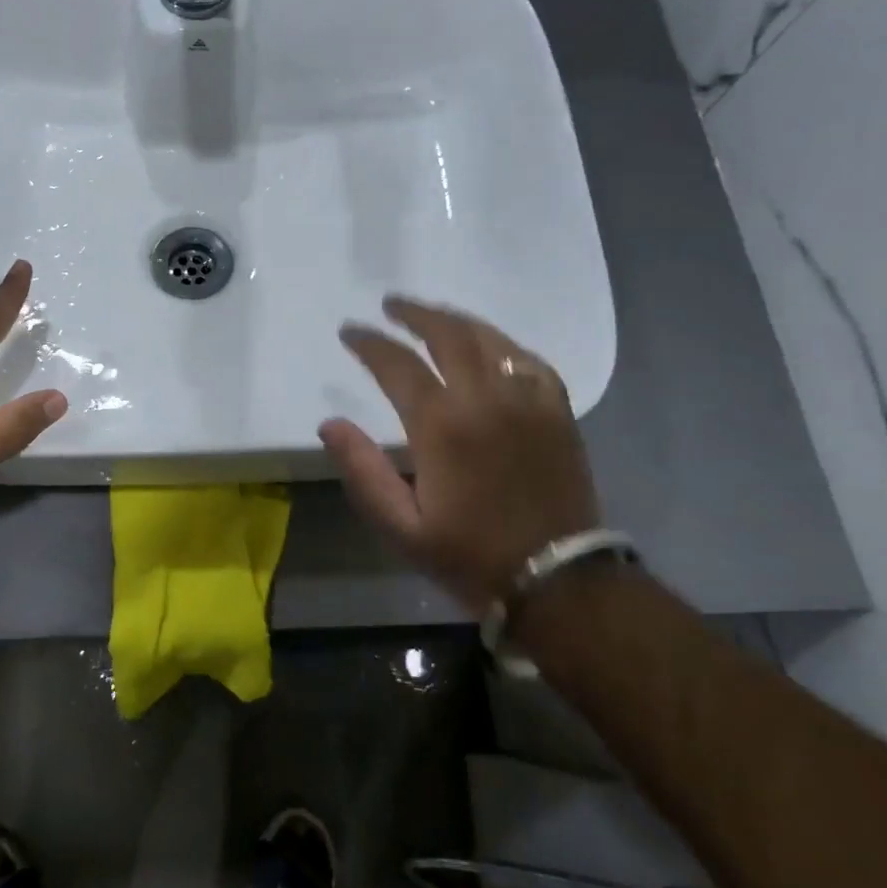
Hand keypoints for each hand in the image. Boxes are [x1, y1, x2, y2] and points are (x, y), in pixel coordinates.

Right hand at [319, 297, 601, 614]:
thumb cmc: (470, 555)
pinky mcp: (558, 412)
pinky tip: (490, 347)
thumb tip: (329, 424)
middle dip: (414, 314)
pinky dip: (503, 345)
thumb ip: (363, 470)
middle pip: (447, 335)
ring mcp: (528, 401)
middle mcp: (486, 399)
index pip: (397, 364)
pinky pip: (529, 361)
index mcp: (442, 426)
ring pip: (489, 339)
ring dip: (455, 320)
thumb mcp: (402, 526)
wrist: (557, 581)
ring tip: (432, 315)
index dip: (369, 343)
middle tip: (390, 306)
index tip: (350, 332)